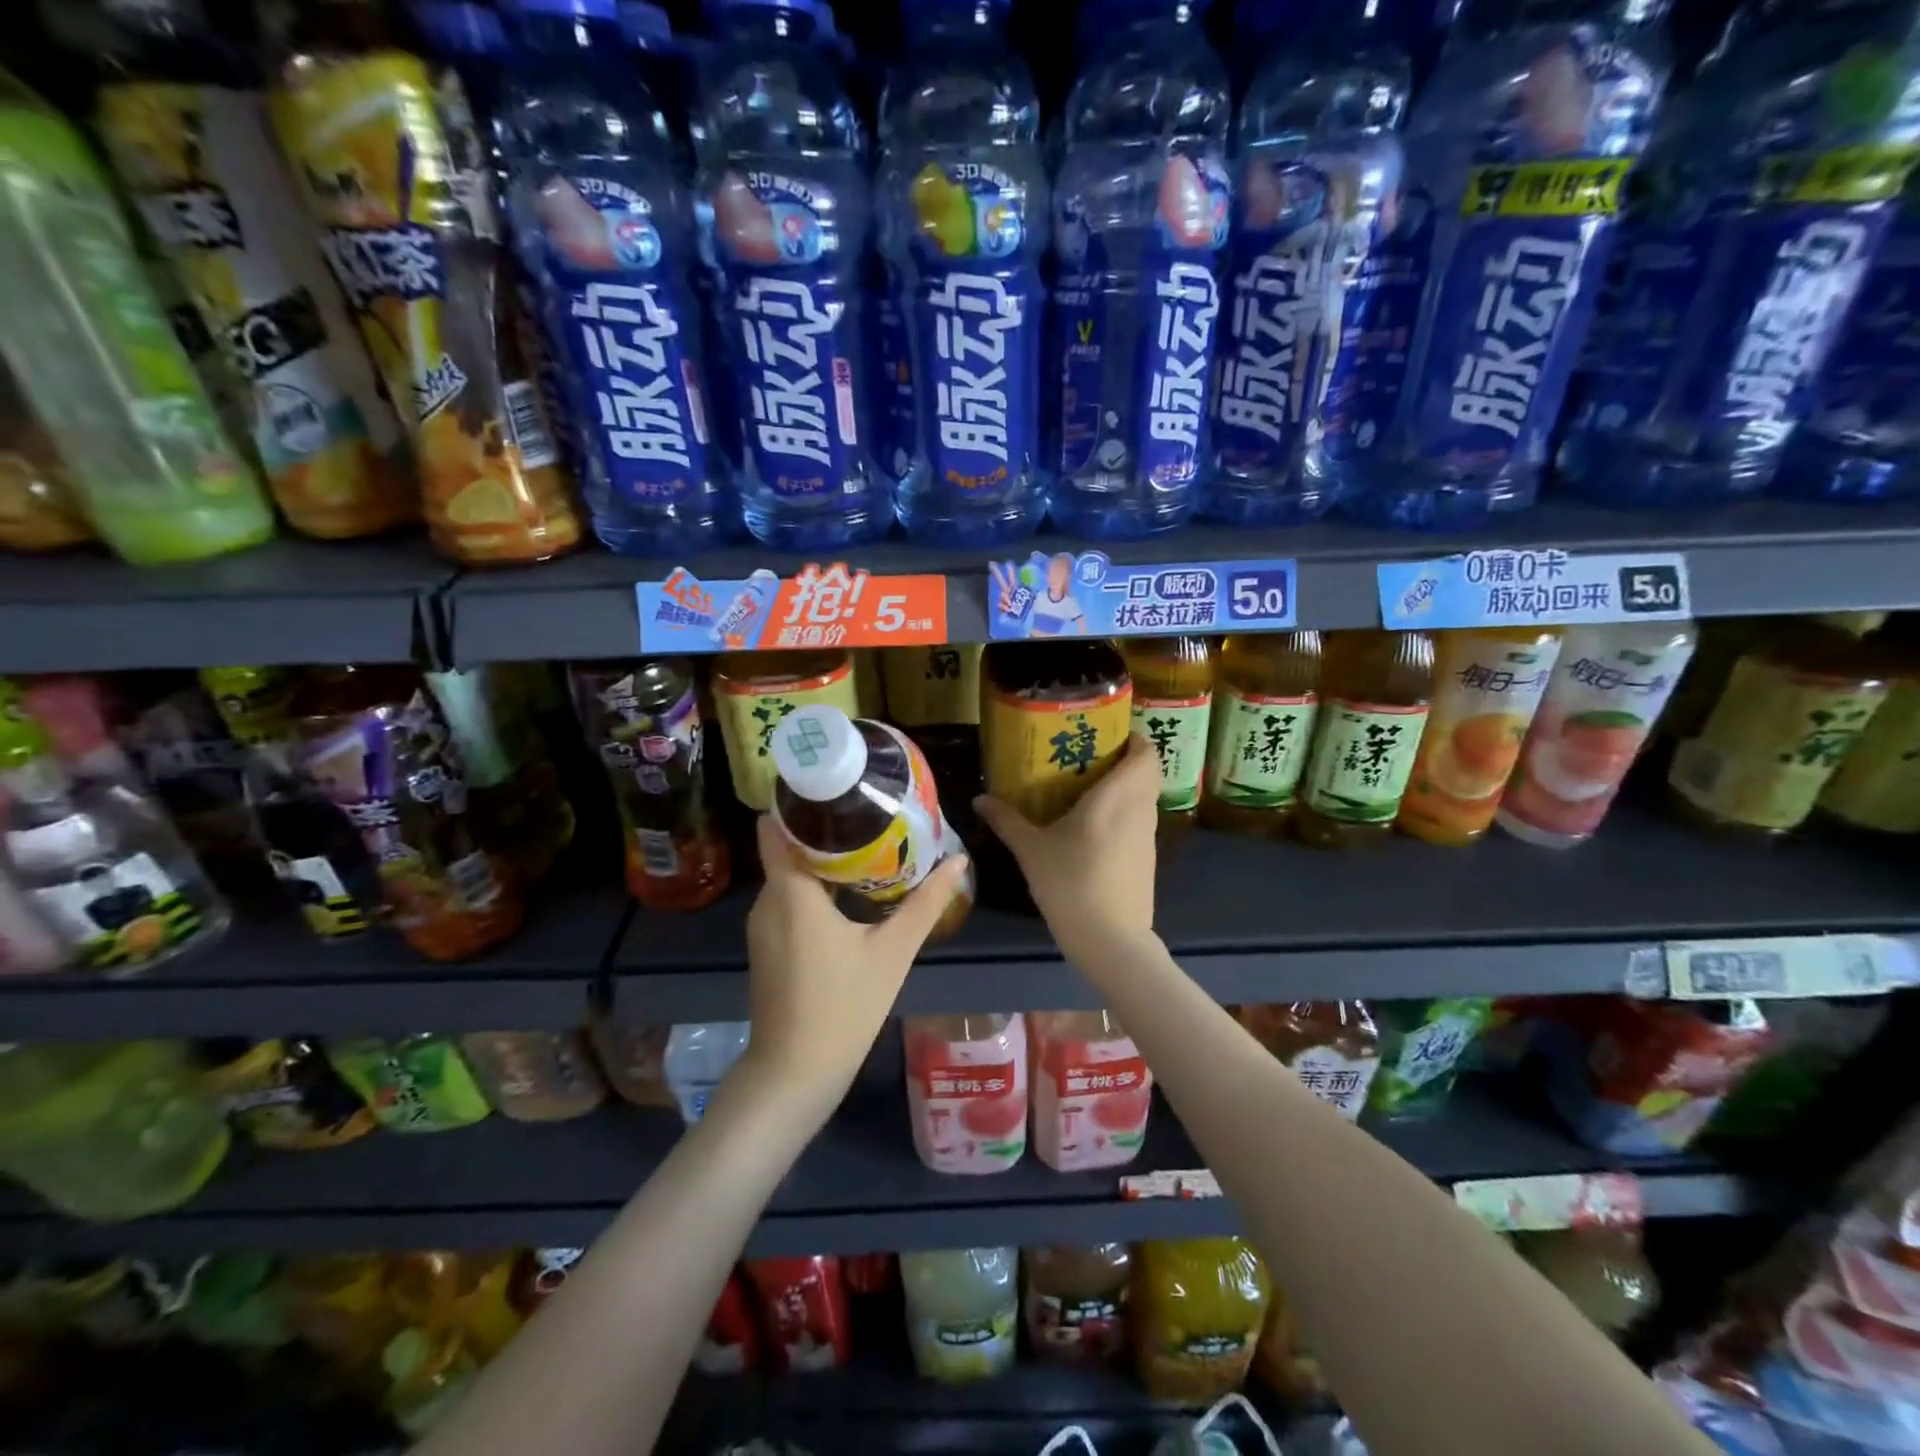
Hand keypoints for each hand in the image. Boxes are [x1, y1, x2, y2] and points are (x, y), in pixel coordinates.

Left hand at [740, 814, 969, 1116]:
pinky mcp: (767, 944)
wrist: (795, 1074)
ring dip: (821, 858)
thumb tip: (959, 859)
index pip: (775, 826)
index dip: (800, 802)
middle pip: (788, 845)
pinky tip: (849, 890)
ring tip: (866, 844)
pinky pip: (788, 897)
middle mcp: (768, 900)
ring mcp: (763, 924)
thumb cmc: (844, 1008)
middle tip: (869, 813)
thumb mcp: (893, 952)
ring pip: (789, 873)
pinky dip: (814, 886)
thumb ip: (926, 903)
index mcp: (791, 892)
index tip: (838, 787)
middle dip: (824, 828)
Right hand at [973, 732, 1160, 963]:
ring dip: (1125, 787)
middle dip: (1124, 760)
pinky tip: (1094, 828)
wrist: (1110, 940)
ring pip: (1145, 797)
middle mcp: (1139, 810)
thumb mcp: (1031, 850)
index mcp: (1117, 796)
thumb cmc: (1071, 884)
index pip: (1145, 751)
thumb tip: (979, 799)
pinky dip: (1124, 814)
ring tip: (1087, 789)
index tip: (1104, 734)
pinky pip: (1140, 821)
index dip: (1131, 737)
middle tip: (1088, 758)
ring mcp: (1148, 836)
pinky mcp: (1148, 859)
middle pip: (1147, 771)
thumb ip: (1006, 820)